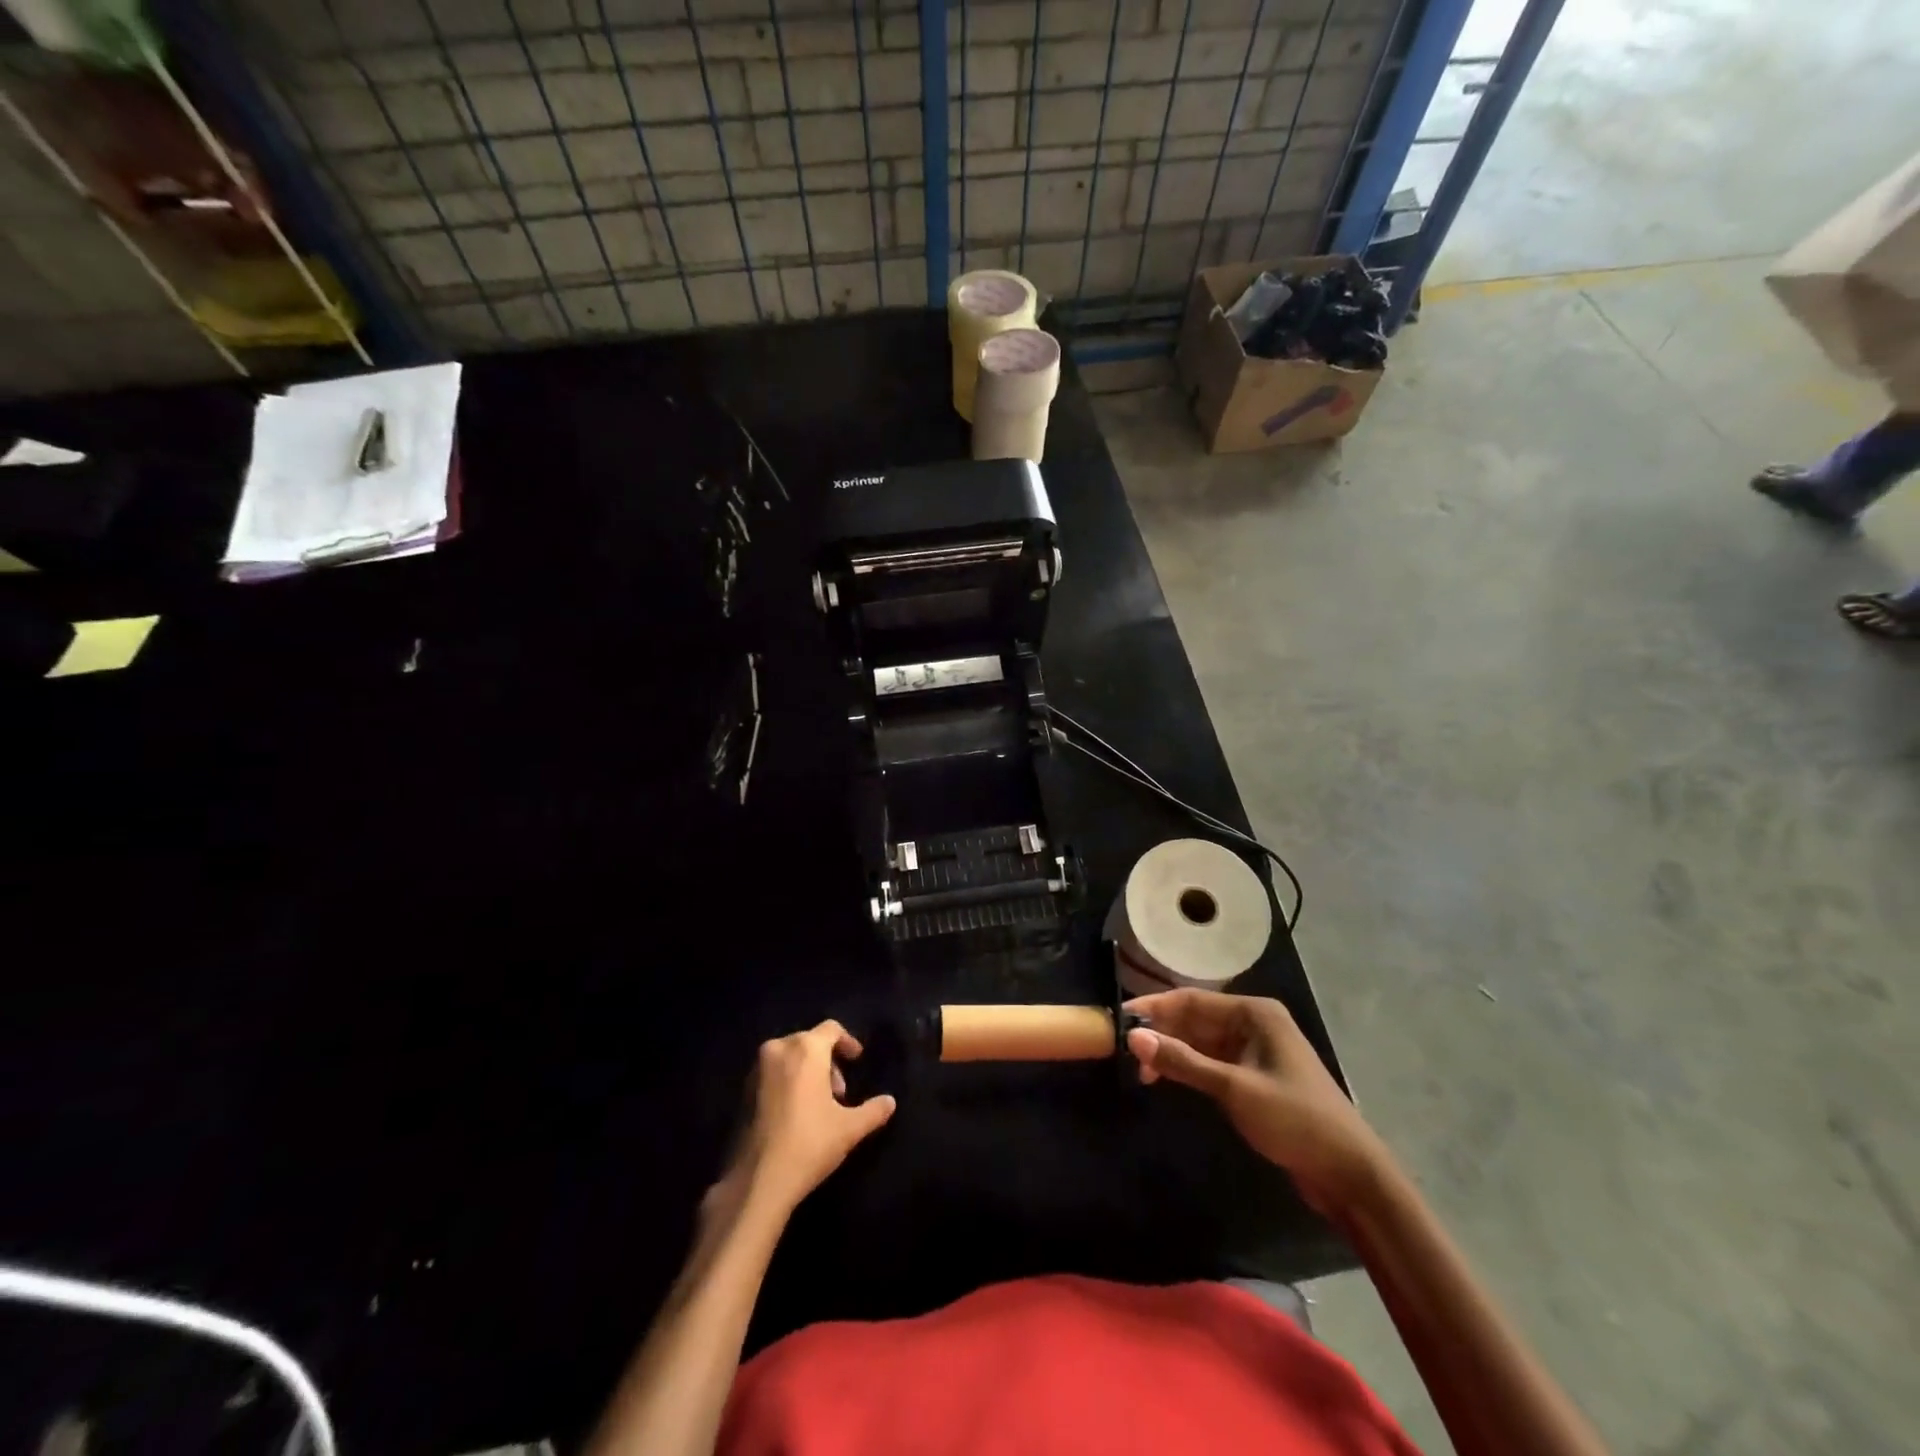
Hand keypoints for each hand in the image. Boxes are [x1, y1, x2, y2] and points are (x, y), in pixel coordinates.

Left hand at [719, 1021, 895, 1219]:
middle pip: (809, 1042)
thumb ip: (873, 1110)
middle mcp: (778, 1049)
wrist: (757, 1181)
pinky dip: (788, 1082)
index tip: (857, 1061)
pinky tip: (796, 1114)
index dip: (848, 1042)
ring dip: (807, 1072)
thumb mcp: (849, 1128)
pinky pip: (773, 1074)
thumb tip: (890, 1102)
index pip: (831, 1029)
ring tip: (820, 1105)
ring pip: (789, 1057)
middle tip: (840, 1092)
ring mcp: (756, 1070)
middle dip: (828, 1061)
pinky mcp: (743, 1092)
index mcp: (806, 1049)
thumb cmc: (809, 1143)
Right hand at [1125, 990, 1390, 1217]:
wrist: (1351, 1174)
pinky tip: (1167, 1079)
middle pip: (1194, 1019)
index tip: (1120, 1021)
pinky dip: (1189, 1068)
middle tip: (1125, 1052)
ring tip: (1142, 1072)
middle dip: (1161, 1033)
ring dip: (1173, 1053)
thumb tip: (1133, 1037)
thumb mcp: (1234, 1089)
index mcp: (1254, 1013)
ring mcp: (1254, 1051)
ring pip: (1200, 1042)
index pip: (1191, 1000)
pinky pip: (1211, 1062)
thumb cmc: (1295, 1120)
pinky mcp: (1254, 1077)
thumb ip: (1183, 1062)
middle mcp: (1253, 1023)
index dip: (1154, 1009)